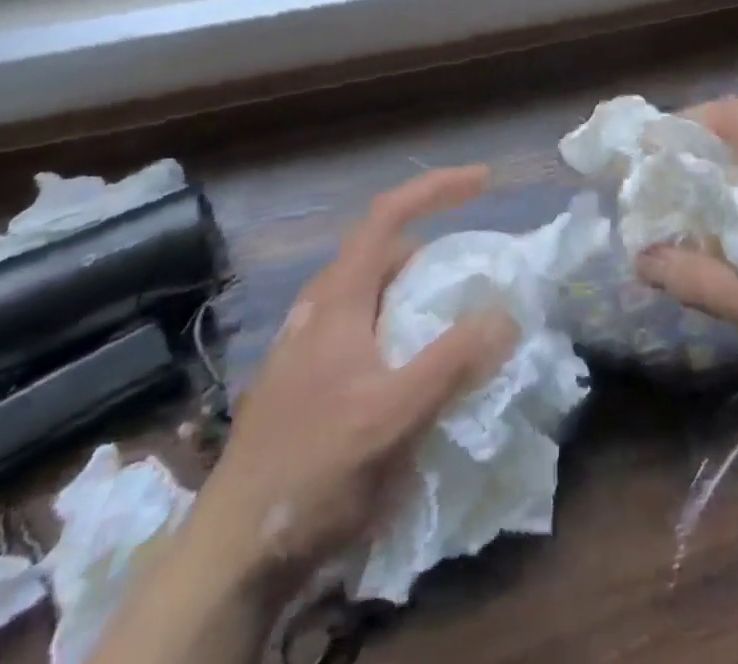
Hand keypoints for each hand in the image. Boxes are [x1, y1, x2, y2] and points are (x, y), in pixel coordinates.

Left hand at [188, 166, 518, 583]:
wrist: (231, 554)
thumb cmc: (312, 470)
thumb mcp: (393, 416)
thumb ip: (453, 361)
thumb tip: (506, 314)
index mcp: (338, 298)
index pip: (388, 214)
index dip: (436, 188)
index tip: (484, 183)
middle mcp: (320, 308)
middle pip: (385, 253)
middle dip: (434, 252)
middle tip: (476, 276)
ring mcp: (310, 345)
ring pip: (375, 294)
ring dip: (418, 294)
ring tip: (455, 325)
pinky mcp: (309, 380)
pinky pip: (366, 330)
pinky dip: (402, 328)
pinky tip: (416, 373)